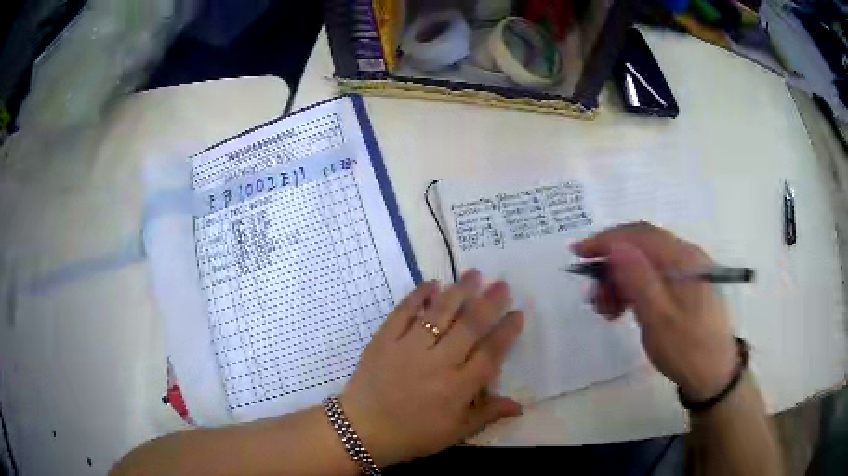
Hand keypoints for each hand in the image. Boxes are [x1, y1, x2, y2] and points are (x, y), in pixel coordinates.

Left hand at [340, 270, 524, 466]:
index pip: (490, 354)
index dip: (506, 332)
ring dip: (459, 292)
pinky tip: (431, 283)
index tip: (517, 313)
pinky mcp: (384, 340)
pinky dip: (418, 296)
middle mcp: (436, 364)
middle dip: (489, 303)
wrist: (361, 431)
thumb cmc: (412, 435)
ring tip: (474, 274)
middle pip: (469, 327)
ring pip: (439, 314)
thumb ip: (487, 415)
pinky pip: (403, 313)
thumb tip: (519, 405)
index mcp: (457, 389)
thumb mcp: (454, 433)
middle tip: (501, 284)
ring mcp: (408, 349)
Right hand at [573, 222, 736, 400]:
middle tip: (594, 296)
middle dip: (612, 265)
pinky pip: (653, 276)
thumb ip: (638, 280)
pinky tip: (624, 308)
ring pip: (645, 262)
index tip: (578, 253)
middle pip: (641, 246)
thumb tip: (615, 247)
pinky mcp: (684, 285)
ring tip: (608, 309)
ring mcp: (686, 270)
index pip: (639, 235)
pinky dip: (634, 287)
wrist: (714, 373)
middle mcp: (685, 256)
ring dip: (621, 279)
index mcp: (682, 259)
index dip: (606, 240)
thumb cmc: (687, 349)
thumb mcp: (659, 320)